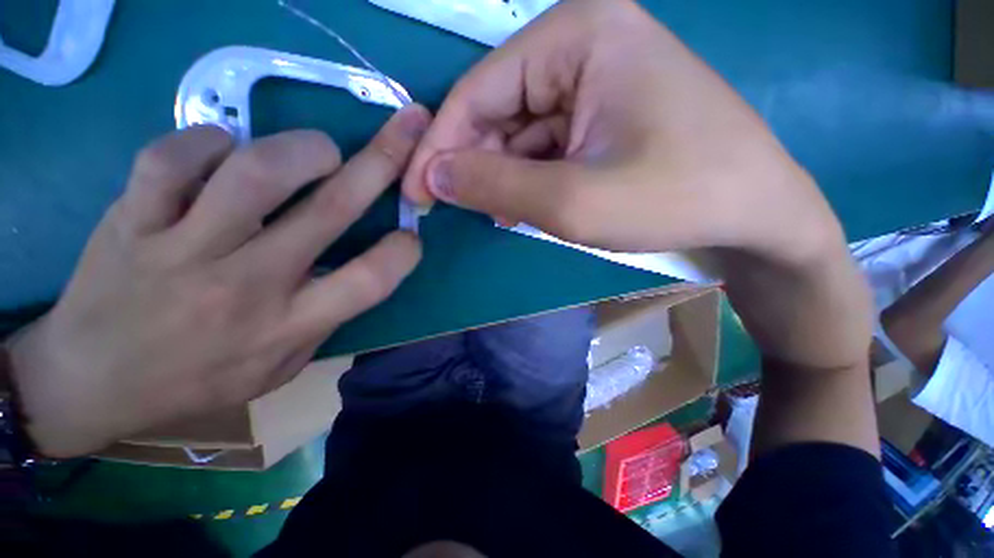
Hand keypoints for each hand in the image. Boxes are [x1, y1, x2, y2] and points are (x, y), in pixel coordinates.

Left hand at [6, 105, 430, 457]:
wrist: (90, 383)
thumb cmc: (196, 382)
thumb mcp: (280, 367)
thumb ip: (323, 317)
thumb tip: (356, 268)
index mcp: (288, 324)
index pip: (370, 281)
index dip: (402, 252)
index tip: (410, 236)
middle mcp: (246, 284)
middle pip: (329, 210)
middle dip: (382, 163)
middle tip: (406, 131)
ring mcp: (181, 248)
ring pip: (255, 173)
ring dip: (304, 149)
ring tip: (320, 151)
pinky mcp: (129, 219)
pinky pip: (173, 158)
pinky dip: (210, 142)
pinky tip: (225, 150)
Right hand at [403, 0, 870, 369]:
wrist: (753, 211)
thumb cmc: (673, 199)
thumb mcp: (572, 201)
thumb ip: (495, 185)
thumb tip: (435, 175)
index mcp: (578, 35)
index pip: (478, 91)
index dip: (440, 146)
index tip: (417, 192)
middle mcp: (584, 43)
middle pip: (498, 109)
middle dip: (471, 163)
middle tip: (448, 208)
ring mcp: (596, 79)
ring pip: (519, 131)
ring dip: (499, 175)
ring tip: (492, 213)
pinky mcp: (604, 114)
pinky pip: (544, 144)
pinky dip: (526, 177)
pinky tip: (524, 206)